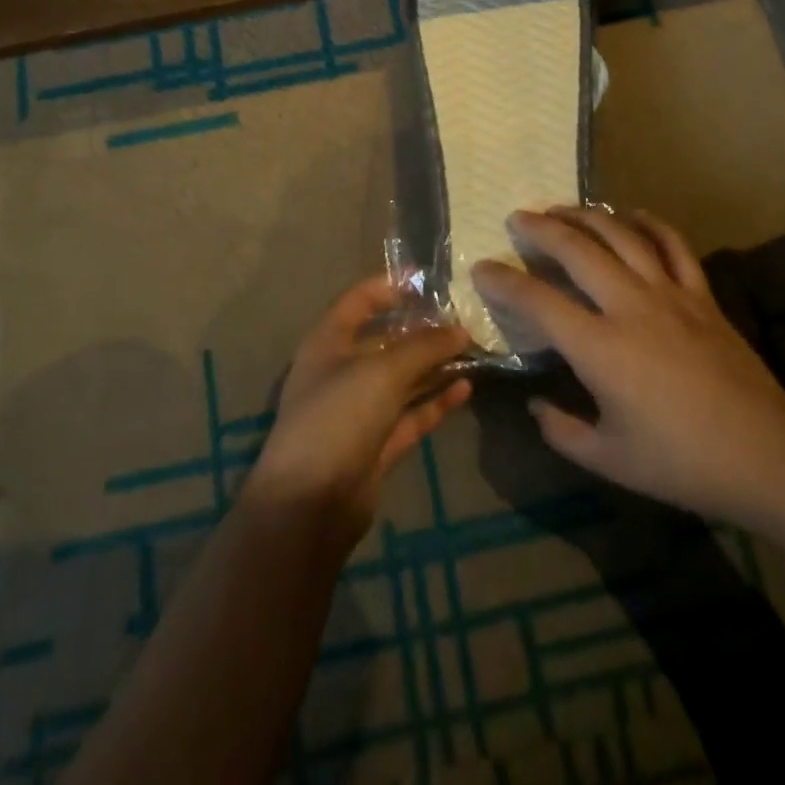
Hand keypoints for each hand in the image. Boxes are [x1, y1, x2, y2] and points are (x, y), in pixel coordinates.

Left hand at [249, 275, 472, 547]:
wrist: (309, 505)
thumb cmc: (338, 417)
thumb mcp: (383, 372)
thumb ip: (424, 347)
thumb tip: (461, 330)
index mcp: (329, 341)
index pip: (360, 300)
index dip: (390, 286)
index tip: (429, 280)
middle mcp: (342, 370)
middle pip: (386, 340)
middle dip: (423, 330)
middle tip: (466, 319)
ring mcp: (359, 409)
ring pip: (403, 378)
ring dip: (434, 365)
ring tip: (474, 350)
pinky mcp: (376, 444)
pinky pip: (411, 413)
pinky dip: (435, 401)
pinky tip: (466, 388)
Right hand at [473, 208, 784, 529]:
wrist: (767, 458)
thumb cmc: (682, 464)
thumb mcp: (610, 460)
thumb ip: (562, 431)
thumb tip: (537, 404)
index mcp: (601, 348)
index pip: (538, 302)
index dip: (504, 282)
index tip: (481, 269)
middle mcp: (630, 307)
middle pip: (577, 250)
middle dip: (541, 229)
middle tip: (518, 218)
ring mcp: (670, 294)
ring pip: (622, 236)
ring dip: (587, 216)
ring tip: (562, 209)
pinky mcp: (701, 295)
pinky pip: (673, 245)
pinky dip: (648, 223)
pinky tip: (630, 216)